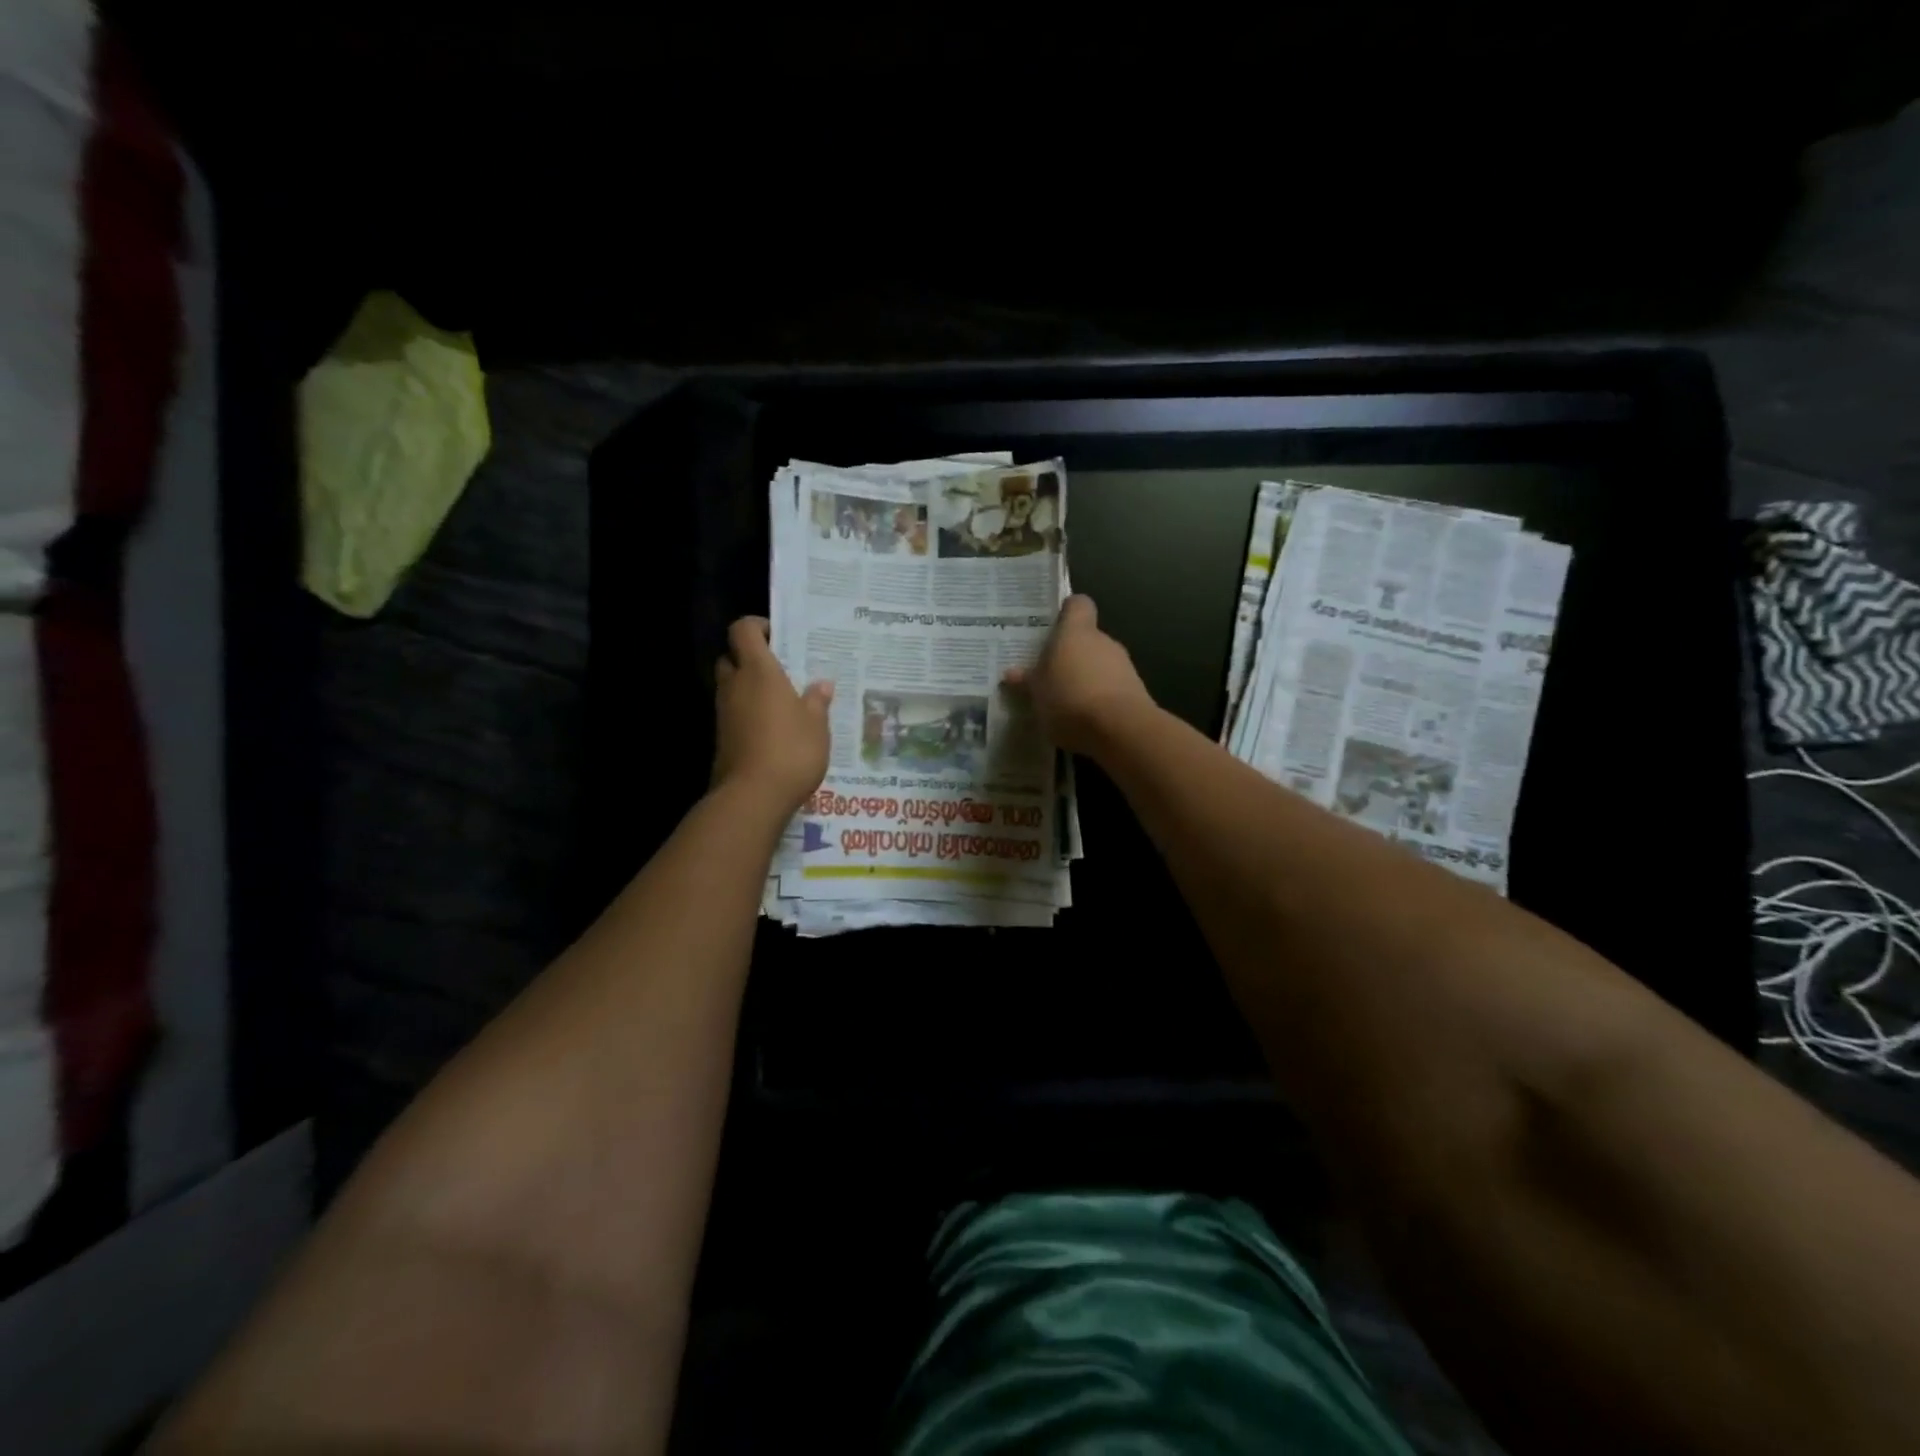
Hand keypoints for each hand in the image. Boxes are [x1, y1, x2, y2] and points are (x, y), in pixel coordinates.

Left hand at [713, 617, 832, 812]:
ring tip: (782, 701)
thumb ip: (817, 701)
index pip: (743, 630)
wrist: (752, 797)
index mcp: (758, 671)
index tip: (778, 636)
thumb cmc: (791, 750)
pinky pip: (734, 713)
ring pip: (731, 687)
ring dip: (750, 688)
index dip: (757, 626)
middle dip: (750, 658)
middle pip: (731, 657)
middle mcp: (735, 685)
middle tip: (780, 670)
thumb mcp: (817, 725)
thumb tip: (821, 685)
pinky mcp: (722, 738)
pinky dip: (748, 713)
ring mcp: (724, 713)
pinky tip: (773, 729)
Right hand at [1002, 595, 1154, 755]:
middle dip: (1070, 655)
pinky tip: (1085, 720)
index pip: (1077, 604)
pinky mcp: (1135, 690)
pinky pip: (1111, 687)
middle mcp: (1103, 640)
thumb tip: (1011, 673)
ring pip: (1099, 664)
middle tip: (1049, 675)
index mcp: (1076, 631)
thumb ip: (1026, 681)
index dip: (1066, 613)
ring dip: (1085, 678)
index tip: (1053, 627)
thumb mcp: (1037, 693)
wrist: (1120, 728)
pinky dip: (1099, 698)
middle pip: (1086, 638)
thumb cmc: (1069, 698)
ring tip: (1065, 703)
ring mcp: (1123, 665)